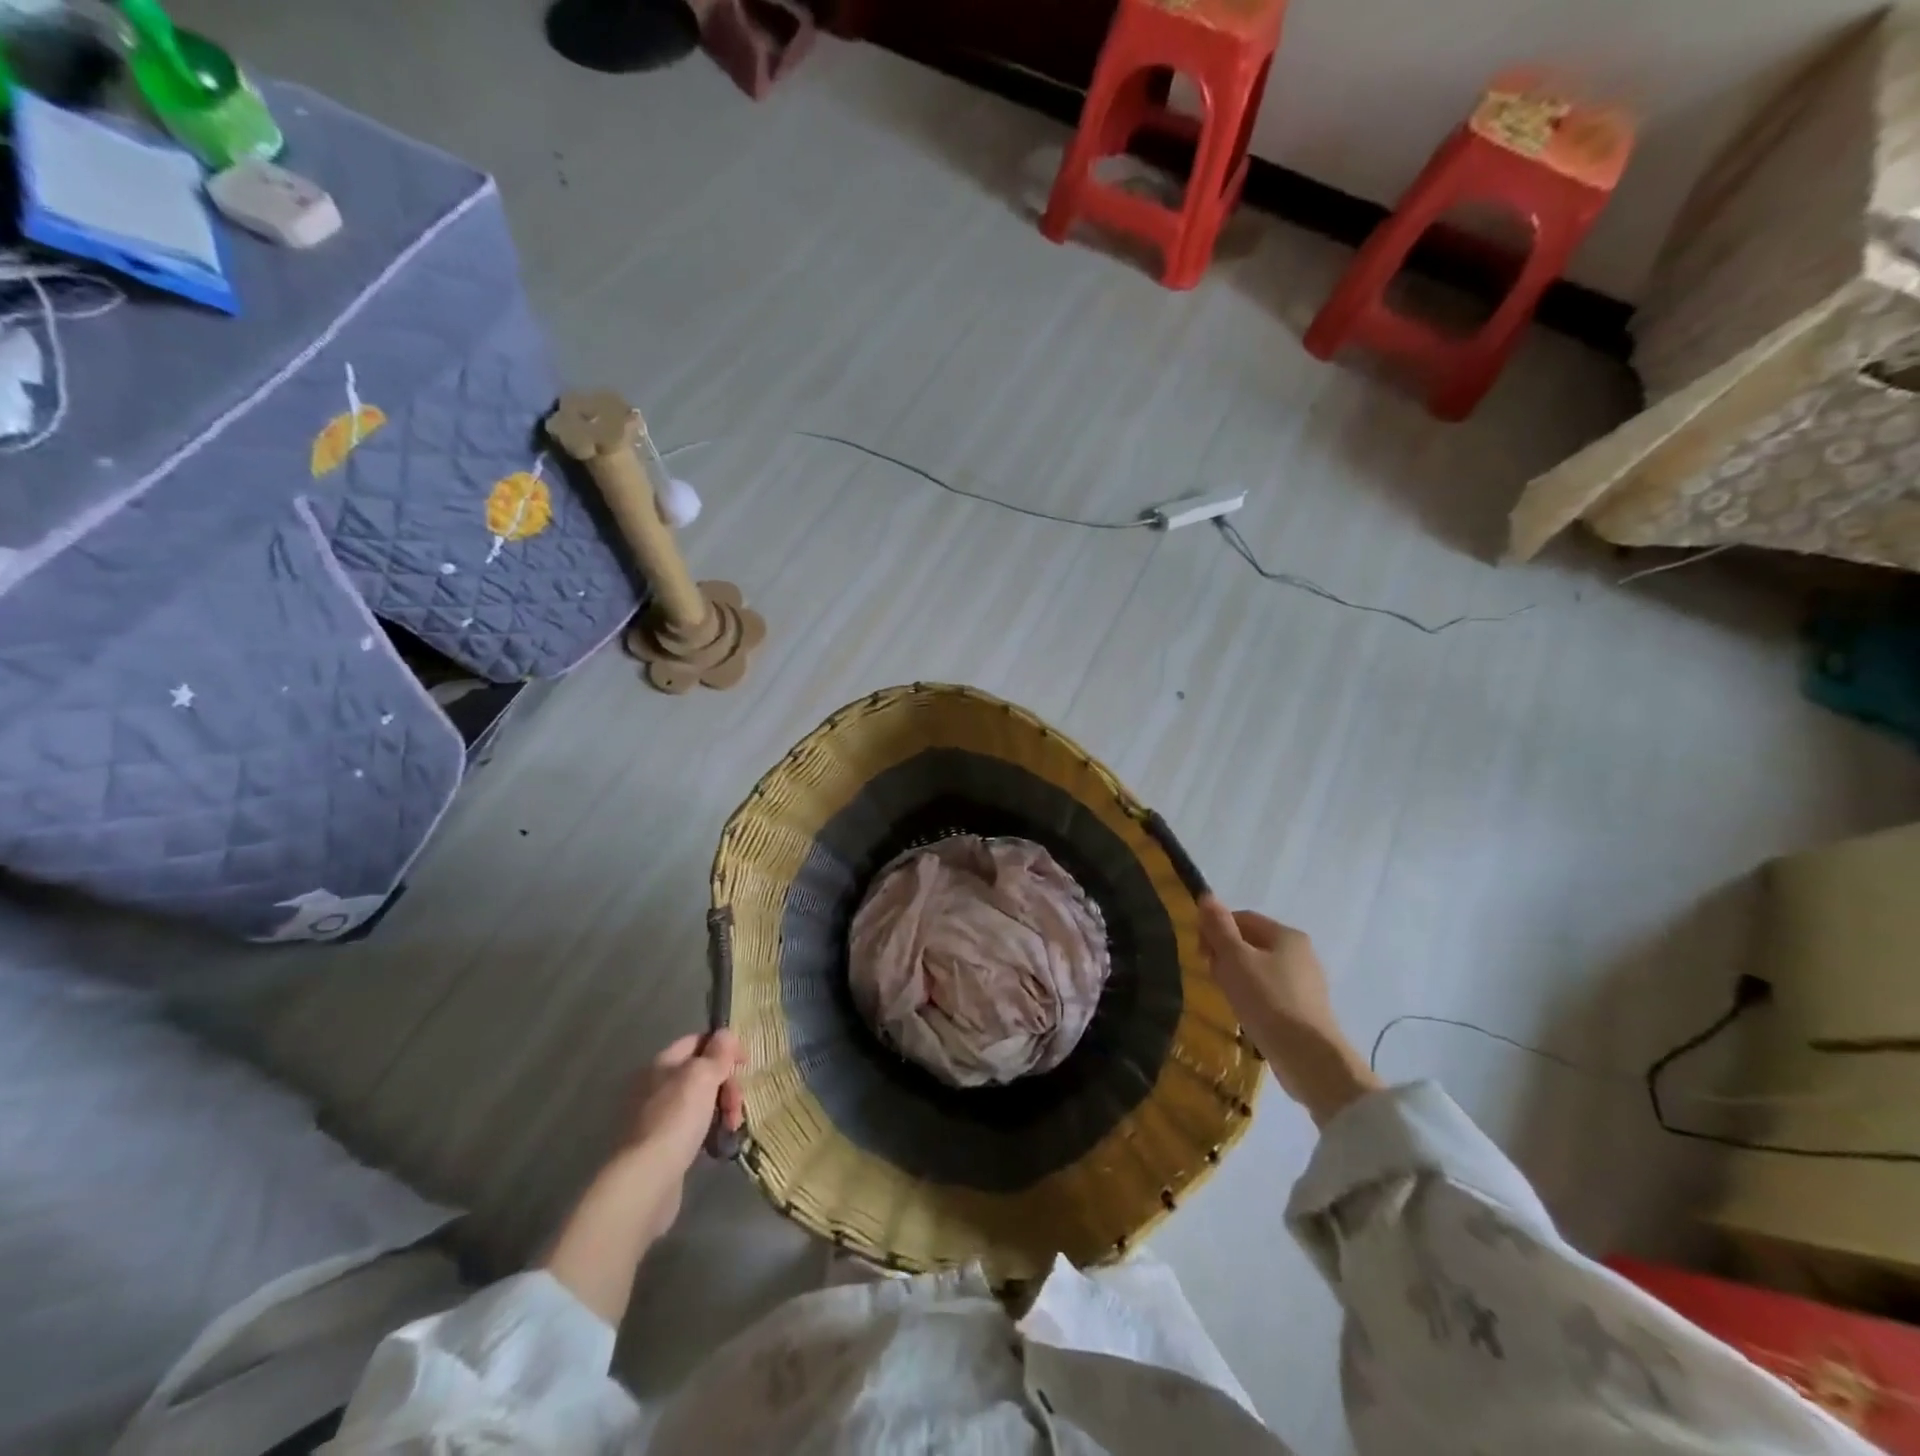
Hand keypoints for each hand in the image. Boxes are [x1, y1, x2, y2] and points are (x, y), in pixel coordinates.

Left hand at [626, 1029, 746, 1172]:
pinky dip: (709, 1131)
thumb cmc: (677, 1118)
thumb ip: (718, 1052)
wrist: (646, 1179)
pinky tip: (717, 1143)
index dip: (724, 1047)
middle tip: (737, 1105)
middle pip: (702, 1073)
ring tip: (731, 1128)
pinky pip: (693, 1128)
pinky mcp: (661, 1146)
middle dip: (727, 1085)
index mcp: (663, 1063)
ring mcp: (658, 1117)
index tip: (745, 1063)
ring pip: (700, 1102)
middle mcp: (656, 1086)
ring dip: (722, 1109)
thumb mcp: (703, 1076)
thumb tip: (725, 1034)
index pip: (698, 1041)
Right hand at [1197, 896, 1379, 1126]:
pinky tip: (1246, 1014)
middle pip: (1251, 943)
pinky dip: (1253, 997)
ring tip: (1227, 998)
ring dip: (1237, 978)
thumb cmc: (1268, 1000)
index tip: (1201, 953)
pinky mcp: (1305, 1010)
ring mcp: (1306, 983)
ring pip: (1259, 969)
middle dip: (1226, 955)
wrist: (1309, 1058)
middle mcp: (1301, 953)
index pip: (1242, 918)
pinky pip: (1270, 992)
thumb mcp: (1235, 959)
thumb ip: (1219, 927)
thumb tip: (1206, 895)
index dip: (1216, 930)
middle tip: (1212, 976)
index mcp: (1287, 935)